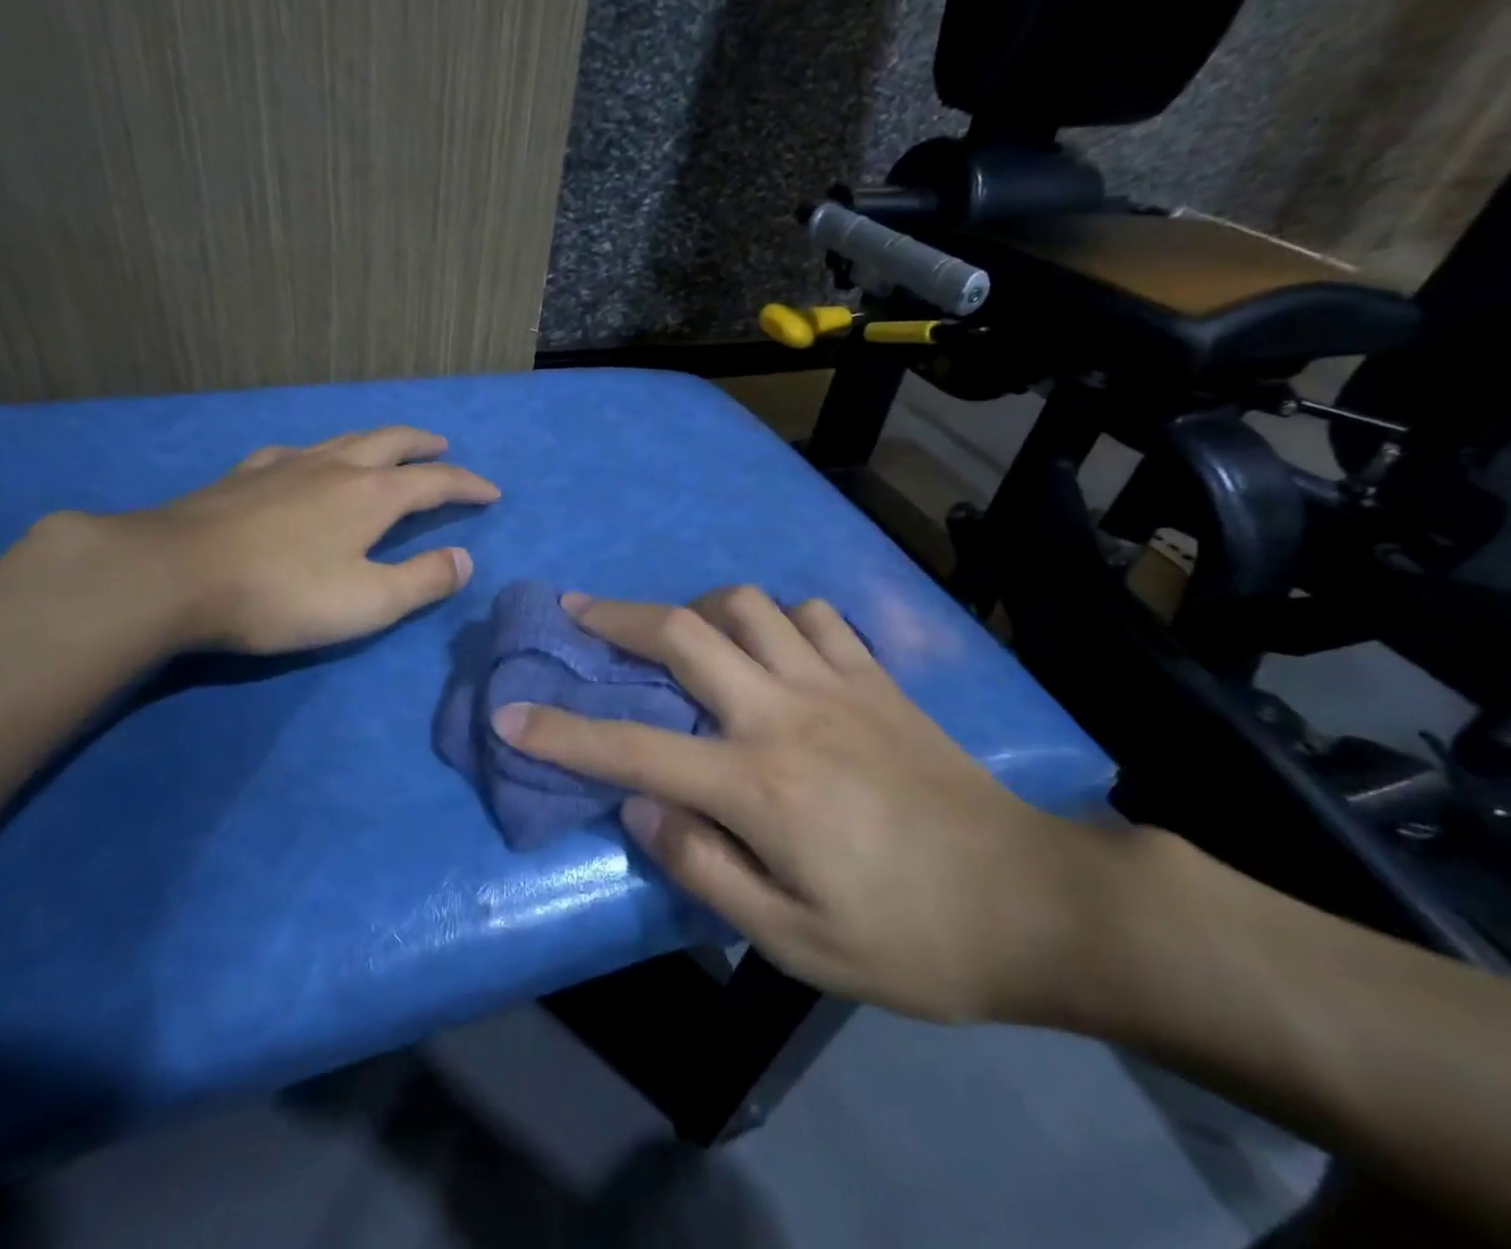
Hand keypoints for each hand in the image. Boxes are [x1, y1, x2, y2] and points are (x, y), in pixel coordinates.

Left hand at [97, 426, 498, 653]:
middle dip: (425, 446)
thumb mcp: (368, 602)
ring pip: (346, 438)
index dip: (468, 485)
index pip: (436, 482)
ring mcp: (287, 464)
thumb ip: (423, 580)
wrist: (174, 575)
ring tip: (390, 447)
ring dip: (379, 440)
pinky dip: (321, 453)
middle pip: (392, 442)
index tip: (492, 492)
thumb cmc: (282, 594)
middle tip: (444, 449)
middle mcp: (336, 466)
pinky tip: (308, 462)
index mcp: (373, 495)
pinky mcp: (246, 474)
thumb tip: (464, 560)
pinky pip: (297, 451)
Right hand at [492, 587, 1112, 1023]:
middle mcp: (786, 713)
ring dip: (698, 608)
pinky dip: (778, 619)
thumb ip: (704, 868)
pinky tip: (772, 645)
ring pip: (748, 605)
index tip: (510, 713)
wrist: (1036, 904)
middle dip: (616, 616)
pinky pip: (815, 616)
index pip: (633, 748)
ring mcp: (836, 683)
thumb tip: (639, 808)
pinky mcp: (877, 678)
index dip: (561, 732)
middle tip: (576, 609)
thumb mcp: (795, 941)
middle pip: (684, 634)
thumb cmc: (909, 938)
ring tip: (679, 631)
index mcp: (758, 785)